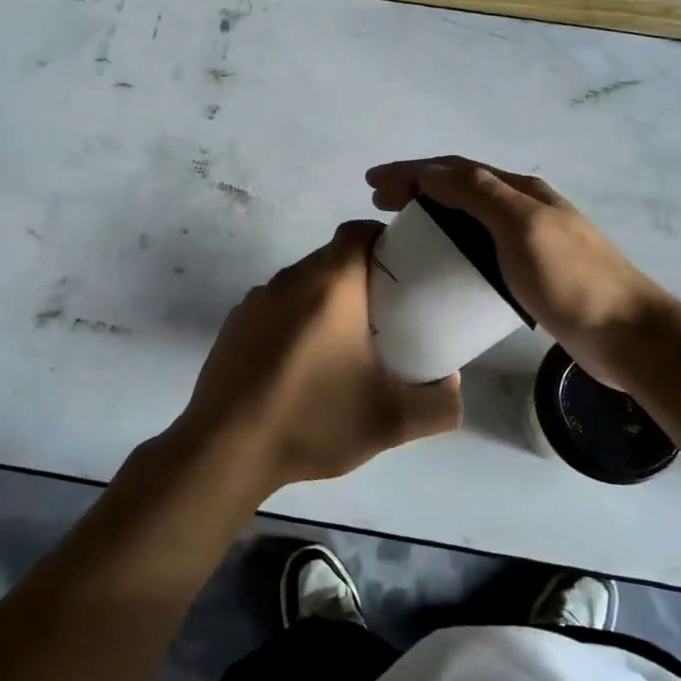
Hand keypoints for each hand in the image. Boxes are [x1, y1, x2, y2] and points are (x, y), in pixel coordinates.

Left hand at [174, 221, 461, 497]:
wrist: (225, 449)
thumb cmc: (312, 421)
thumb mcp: (390, 423)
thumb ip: (439, 405)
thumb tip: (455, 386)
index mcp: (331, 285)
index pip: (358, 231)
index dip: (383, 238)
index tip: (403, 268)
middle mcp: (291, 280)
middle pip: (333, 257)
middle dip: (361, 276)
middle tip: (385, 314)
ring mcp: (256, 299)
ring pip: (303, 282)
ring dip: (326, 300)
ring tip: (343, 344)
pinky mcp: (234, 323)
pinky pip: (276, 305)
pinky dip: (295, 319)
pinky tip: (299, 364)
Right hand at [366, 157, 673, 389]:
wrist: (627, 334)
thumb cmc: (571, 279)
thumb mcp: (522, 227)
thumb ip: (479, 193)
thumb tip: (432, 171)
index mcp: (520, 191)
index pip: (455, 169)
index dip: (411, 171)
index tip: (372, 183)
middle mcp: (524, 207)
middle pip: (461, 188)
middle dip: (417, 188)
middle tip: (380, 204)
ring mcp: (530, 240)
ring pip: (470, 217)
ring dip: (434, 215)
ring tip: (404, 231)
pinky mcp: (531, 273)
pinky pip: (481, 248)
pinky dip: (454, 245)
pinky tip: (443, 265)